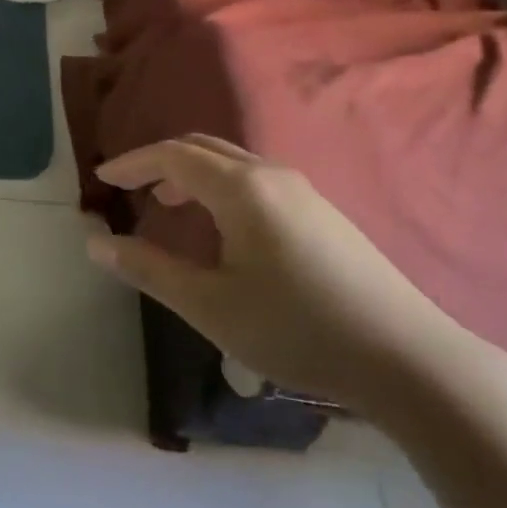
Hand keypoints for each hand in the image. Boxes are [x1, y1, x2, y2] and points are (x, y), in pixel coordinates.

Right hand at [90, 135, 478, 410]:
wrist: (409, 359)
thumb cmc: (297, 330)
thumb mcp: (210, 306)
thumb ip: (149, 270)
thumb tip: (97, 244)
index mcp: (242, 188)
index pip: (172, 156)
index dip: (133, 163)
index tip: (102, 177)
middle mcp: (272, 175)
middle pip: (203, 148)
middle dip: (160, 161)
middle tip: (130, 187)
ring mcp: (304, 192)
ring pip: (232, 163)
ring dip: (192, 174)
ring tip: (168, 203)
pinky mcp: (323, 214)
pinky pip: (256, 181)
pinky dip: (220, 187)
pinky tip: (222, 228)